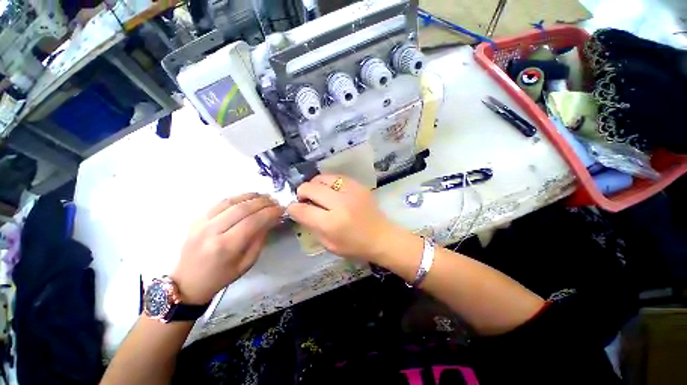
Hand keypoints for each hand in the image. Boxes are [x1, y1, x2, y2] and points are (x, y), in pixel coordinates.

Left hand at [171, 194, 283, 303]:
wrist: (188, 281)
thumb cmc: (222, 276)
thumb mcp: (247, 262)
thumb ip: (260, 239)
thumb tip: (271, 219)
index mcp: (225, 247)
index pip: (253, 221)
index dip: (270, 212)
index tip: (281, 209)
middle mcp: (212, 231)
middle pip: (242, 208)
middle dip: (263, 202)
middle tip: (275, 202)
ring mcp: (202, 223)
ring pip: (231, 201)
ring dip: (251, 197)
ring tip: (265, 197)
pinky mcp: (197, 218)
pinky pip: (220, 202)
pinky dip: (237, 197)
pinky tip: (248, 198)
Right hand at [286, 175, 397, 262]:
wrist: (381, 236)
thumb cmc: (355, 246)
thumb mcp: (329, 244)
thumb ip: (312, 226)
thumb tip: (300, 210)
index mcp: (331, 223)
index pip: (302, 210)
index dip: (293, 208)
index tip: (293, 208)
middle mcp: (340, 203)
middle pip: (310, 188)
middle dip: (302, 193)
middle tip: (305, 200)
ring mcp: (350, 191)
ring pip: (322, 177)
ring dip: (314, 185)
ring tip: (317, 193)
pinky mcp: (358, 185)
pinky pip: (335, 177)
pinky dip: (328, 182)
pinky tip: (330, 190)